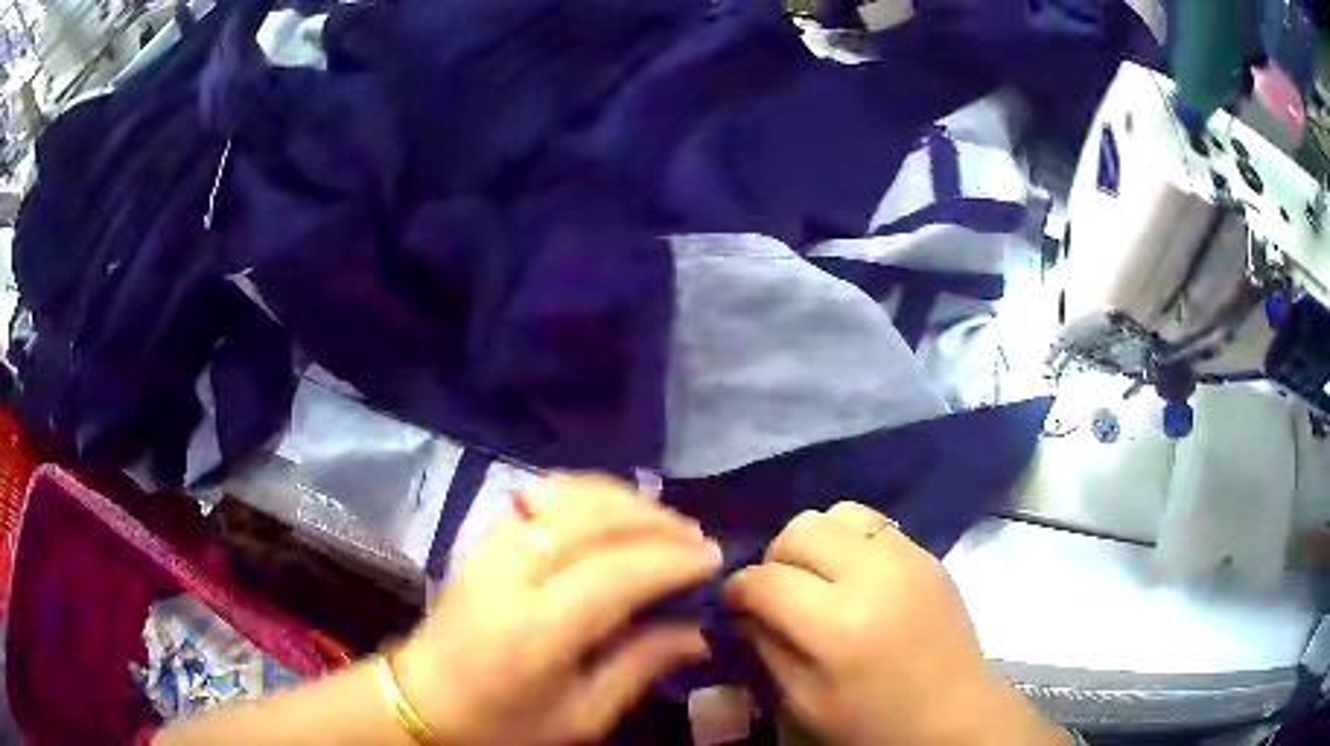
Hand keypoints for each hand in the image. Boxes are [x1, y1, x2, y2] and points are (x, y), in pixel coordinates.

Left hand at [394, 474, 722, 744]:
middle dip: (657, 522)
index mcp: (538, 630)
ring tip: (664, 522)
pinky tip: (613, 509)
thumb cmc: (504, 722)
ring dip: (626, 500)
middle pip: (594, 520)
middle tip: (696, 539)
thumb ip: (640, 667)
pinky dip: (588, 492)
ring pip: (569, 495)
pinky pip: (543, 494)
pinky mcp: (484, 537)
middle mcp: (513, 574)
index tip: (713, 560)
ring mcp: (493, 546)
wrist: (423, 699)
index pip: (617, 573)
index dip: (672, 560)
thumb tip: (697, 631)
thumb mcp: (581, 717)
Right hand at [725, 503, 1069, 745]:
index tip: (733, 604)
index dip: (737, 590)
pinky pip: (873, 523)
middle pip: (800, 529)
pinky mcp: (927, 552)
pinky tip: (855, 577)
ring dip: (814, 541)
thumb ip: (767, 648)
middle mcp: (873, 575)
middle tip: (779, 592)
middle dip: (775, 558)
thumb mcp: (805, 702)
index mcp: (839, 624)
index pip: (765, 580)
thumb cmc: (875, 720)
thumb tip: (744, 610)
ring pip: (837, 513)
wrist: (955, 711)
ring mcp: (906, 556)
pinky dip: (850, 541)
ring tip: (818, 577)